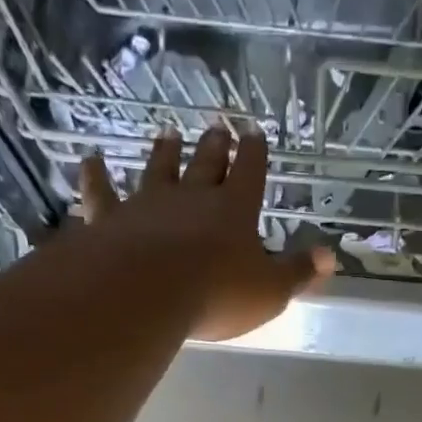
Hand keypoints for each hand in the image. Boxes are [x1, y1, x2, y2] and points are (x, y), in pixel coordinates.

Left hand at [78, 128, 332, 341]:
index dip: (254, 152)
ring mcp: (148, 204)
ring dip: (164, 152)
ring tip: (168, 134)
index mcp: (235, 210)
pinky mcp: (110, 219)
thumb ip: (298, 273)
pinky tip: (90, 160)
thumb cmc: (218, 294)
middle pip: (206, 164)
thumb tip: (331, 256)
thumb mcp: (270, 291)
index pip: (250, 172)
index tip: (254, 132)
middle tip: (216, 127)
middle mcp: (192, 197)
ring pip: (158, 170)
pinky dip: (96, 176)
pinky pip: (102, 193)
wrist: (146, 293)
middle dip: (214, 147)